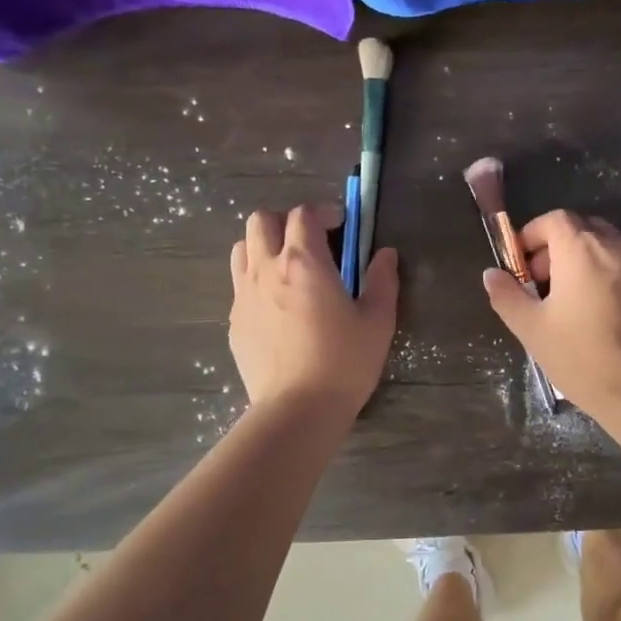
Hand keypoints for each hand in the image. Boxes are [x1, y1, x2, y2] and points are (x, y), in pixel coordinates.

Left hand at [229, 204, 397, 417]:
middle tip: (311, 241)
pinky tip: (278, 307)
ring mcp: (244, 295)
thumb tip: (385, 255)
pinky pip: (239, 285)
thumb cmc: (344, 362)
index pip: (303, 214)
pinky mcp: (234, 322)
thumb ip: (383, 281)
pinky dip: (257, 280)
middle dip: (286, 221)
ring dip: (264, 246)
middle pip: (261, 220)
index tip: (341, 224)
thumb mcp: (378, 321)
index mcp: (304, 262)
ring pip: (242, 248)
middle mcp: (267, 269)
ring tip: (288, 268)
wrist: (297, 409)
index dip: (323, 211)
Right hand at [480, 210, 620, 413]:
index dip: (534, 235)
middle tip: (546, 284)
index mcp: (581, 249)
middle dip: (560, 248)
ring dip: (589, 262)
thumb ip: (507, 295)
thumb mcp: (532, 329)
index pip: (554, 219)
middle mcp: (617, 246)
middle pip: (584, 229)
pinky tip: (608, 316)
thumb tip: (491, 274)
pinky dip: (614, 278)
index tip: (523, 264)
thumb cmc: (580, 356)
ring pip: (611, 248)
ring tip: (577, 302)